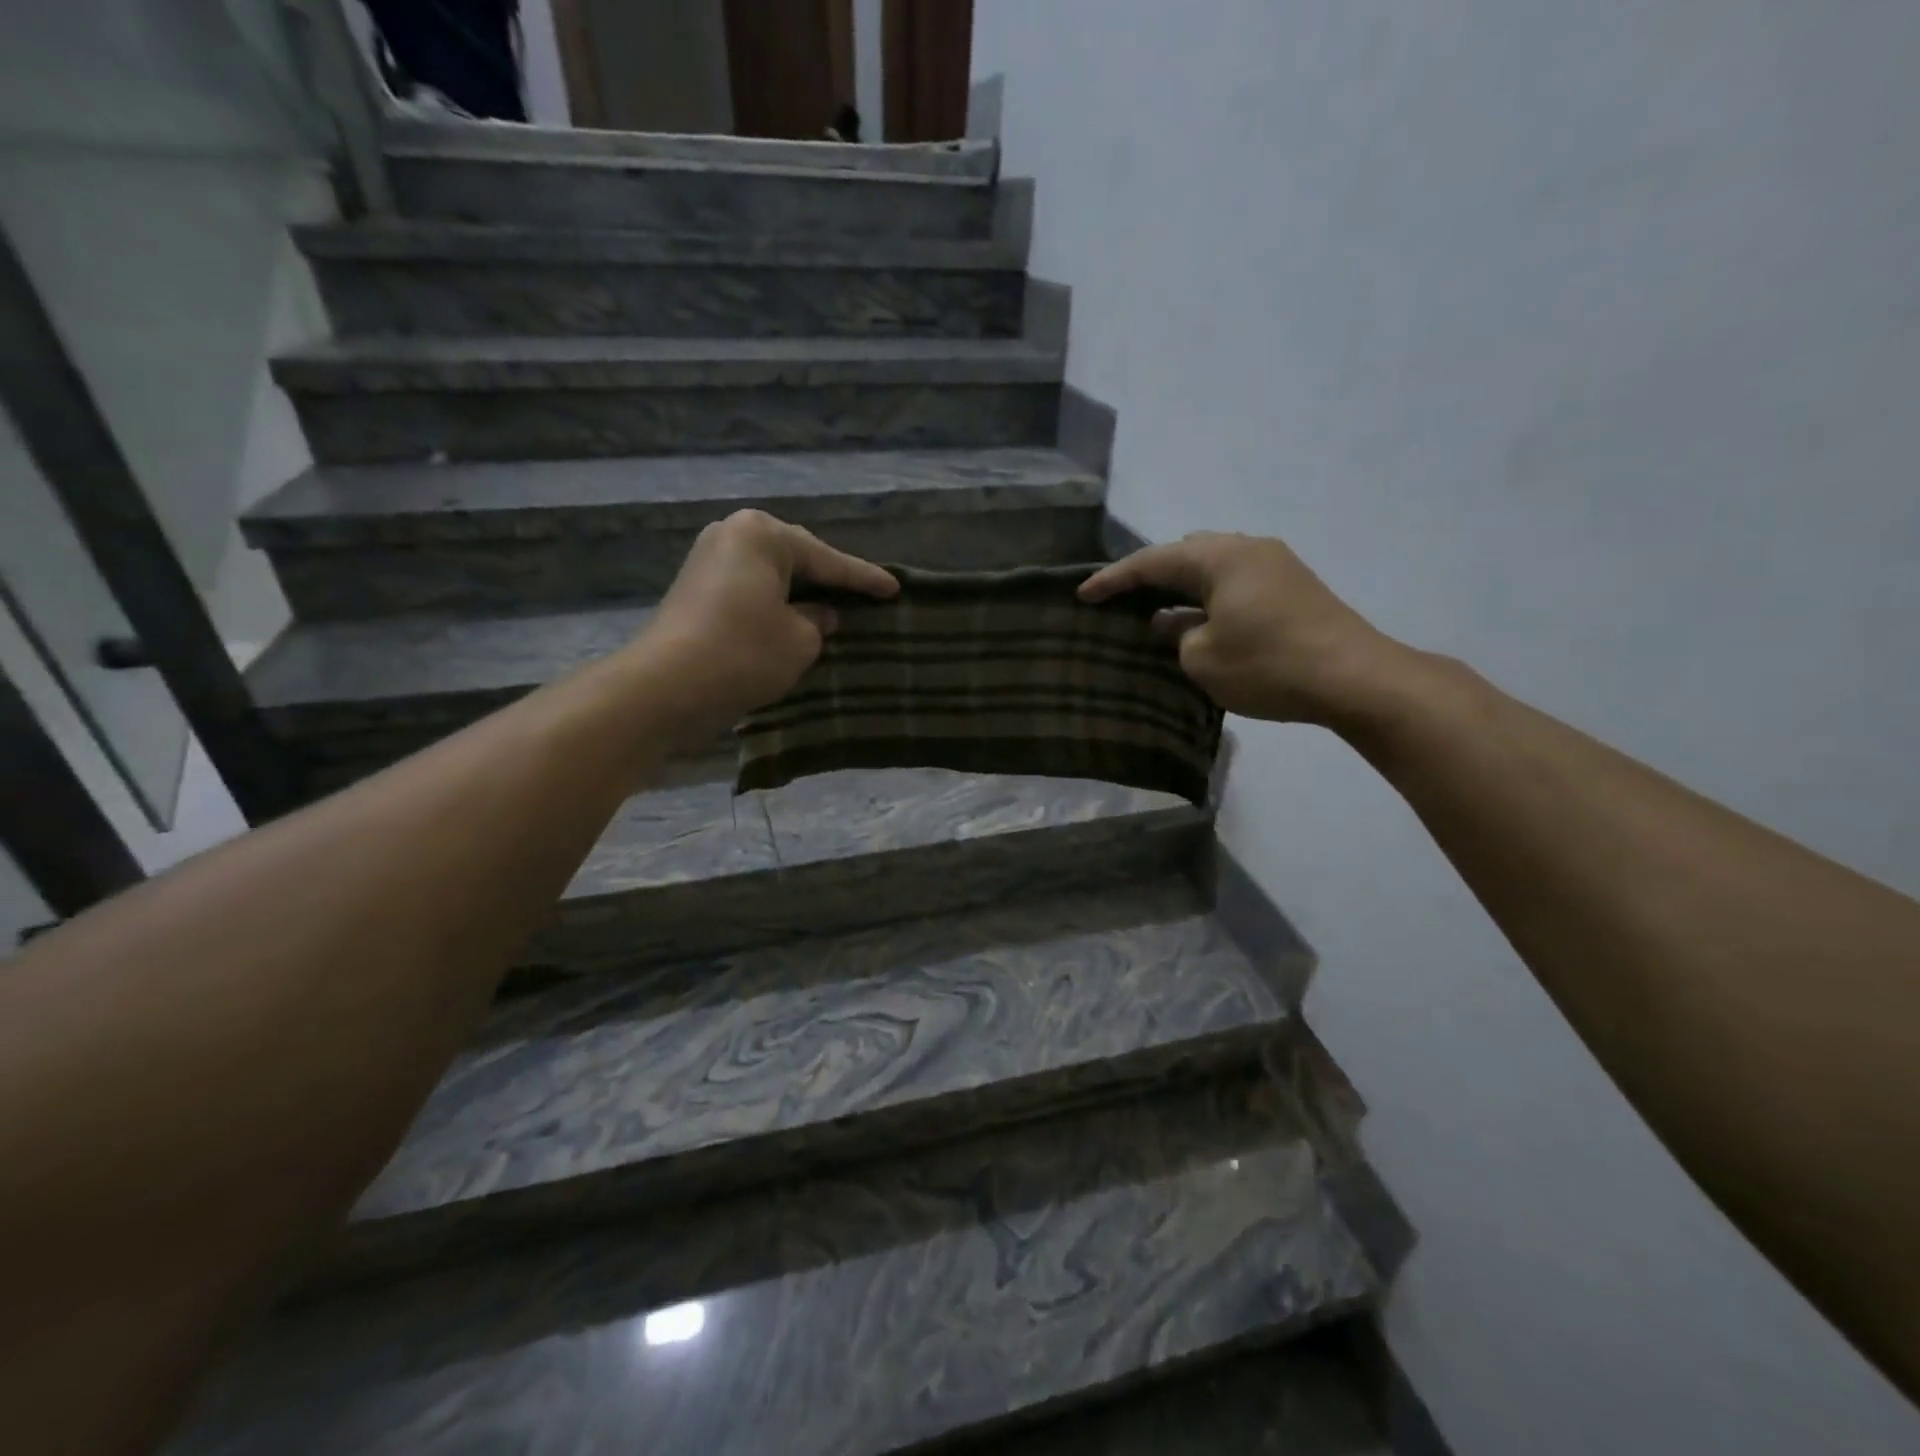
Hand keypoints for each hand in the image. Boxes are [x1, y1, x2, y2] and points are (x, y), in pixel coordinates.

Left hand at [637, 510, 897, 731]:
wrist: (666, 686)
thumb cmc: (744, 653)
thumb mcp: (800, 640)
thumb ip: (819, 621)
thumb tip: (819, 615)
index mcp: (763, 534)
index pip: (827, 559)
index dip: (864, 579)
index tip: (894, 588)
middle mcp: (732, 534)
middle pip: (796, 557)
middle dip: (828, 578)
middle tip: (863, 594)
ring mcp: (708, 560)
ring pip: (771, 574)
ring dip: (800, 591)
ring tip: (833, 605)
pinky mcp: (695, 588)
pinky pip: (750, 588)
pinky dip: (775, 602)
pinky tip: (794, 617)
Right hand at [1079, 532, 1413, 726]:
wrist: (1355, 678)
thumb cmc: (1268, 665)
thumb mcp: (1203, 659)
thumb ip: (1177, 636)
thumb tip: (1174, 624)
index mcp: (1220, 557)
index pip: (1152, 561)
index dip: (1113, 579)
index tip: (1082, 595)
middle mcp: (1248, 549)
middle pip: (1185, 554)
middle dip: (1151, 576)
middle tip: (1122, 600)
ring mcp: (1276, 566)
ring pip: (1213, 568)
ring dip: (1183, 589)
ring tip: (1156, 612)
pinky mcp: (1293, 588)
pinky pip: (1235, 583)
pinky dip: (1209, 599)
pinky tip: (1198, 623)